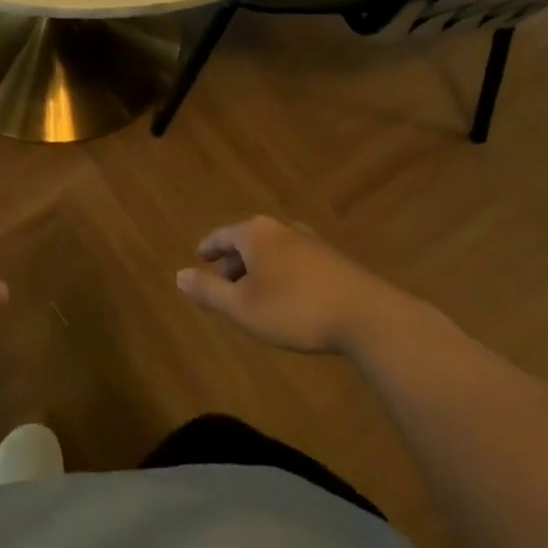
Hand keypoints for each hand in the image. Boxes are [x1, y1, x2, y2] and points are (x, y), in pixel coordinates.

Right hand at [175, 215, 411, 355]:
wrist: (369, 318)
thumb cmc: (295, 309)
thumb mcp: (242, 307)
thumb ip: (209, 291)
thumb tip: (178, 275)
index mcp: (255, 233)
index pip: (221, 236)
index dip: (208, 249)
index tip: (199, 259)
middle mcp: (281, 229)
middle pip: (248, 242)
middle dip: (234, 262)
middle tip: (223, 283)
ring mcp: (311, 242)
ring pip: (273, 252)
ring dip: (259, 270)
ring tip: (254, 294)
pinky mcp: (334, 260)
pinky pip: (295, 262)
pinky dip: (282, 275)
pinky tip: (287, 298)